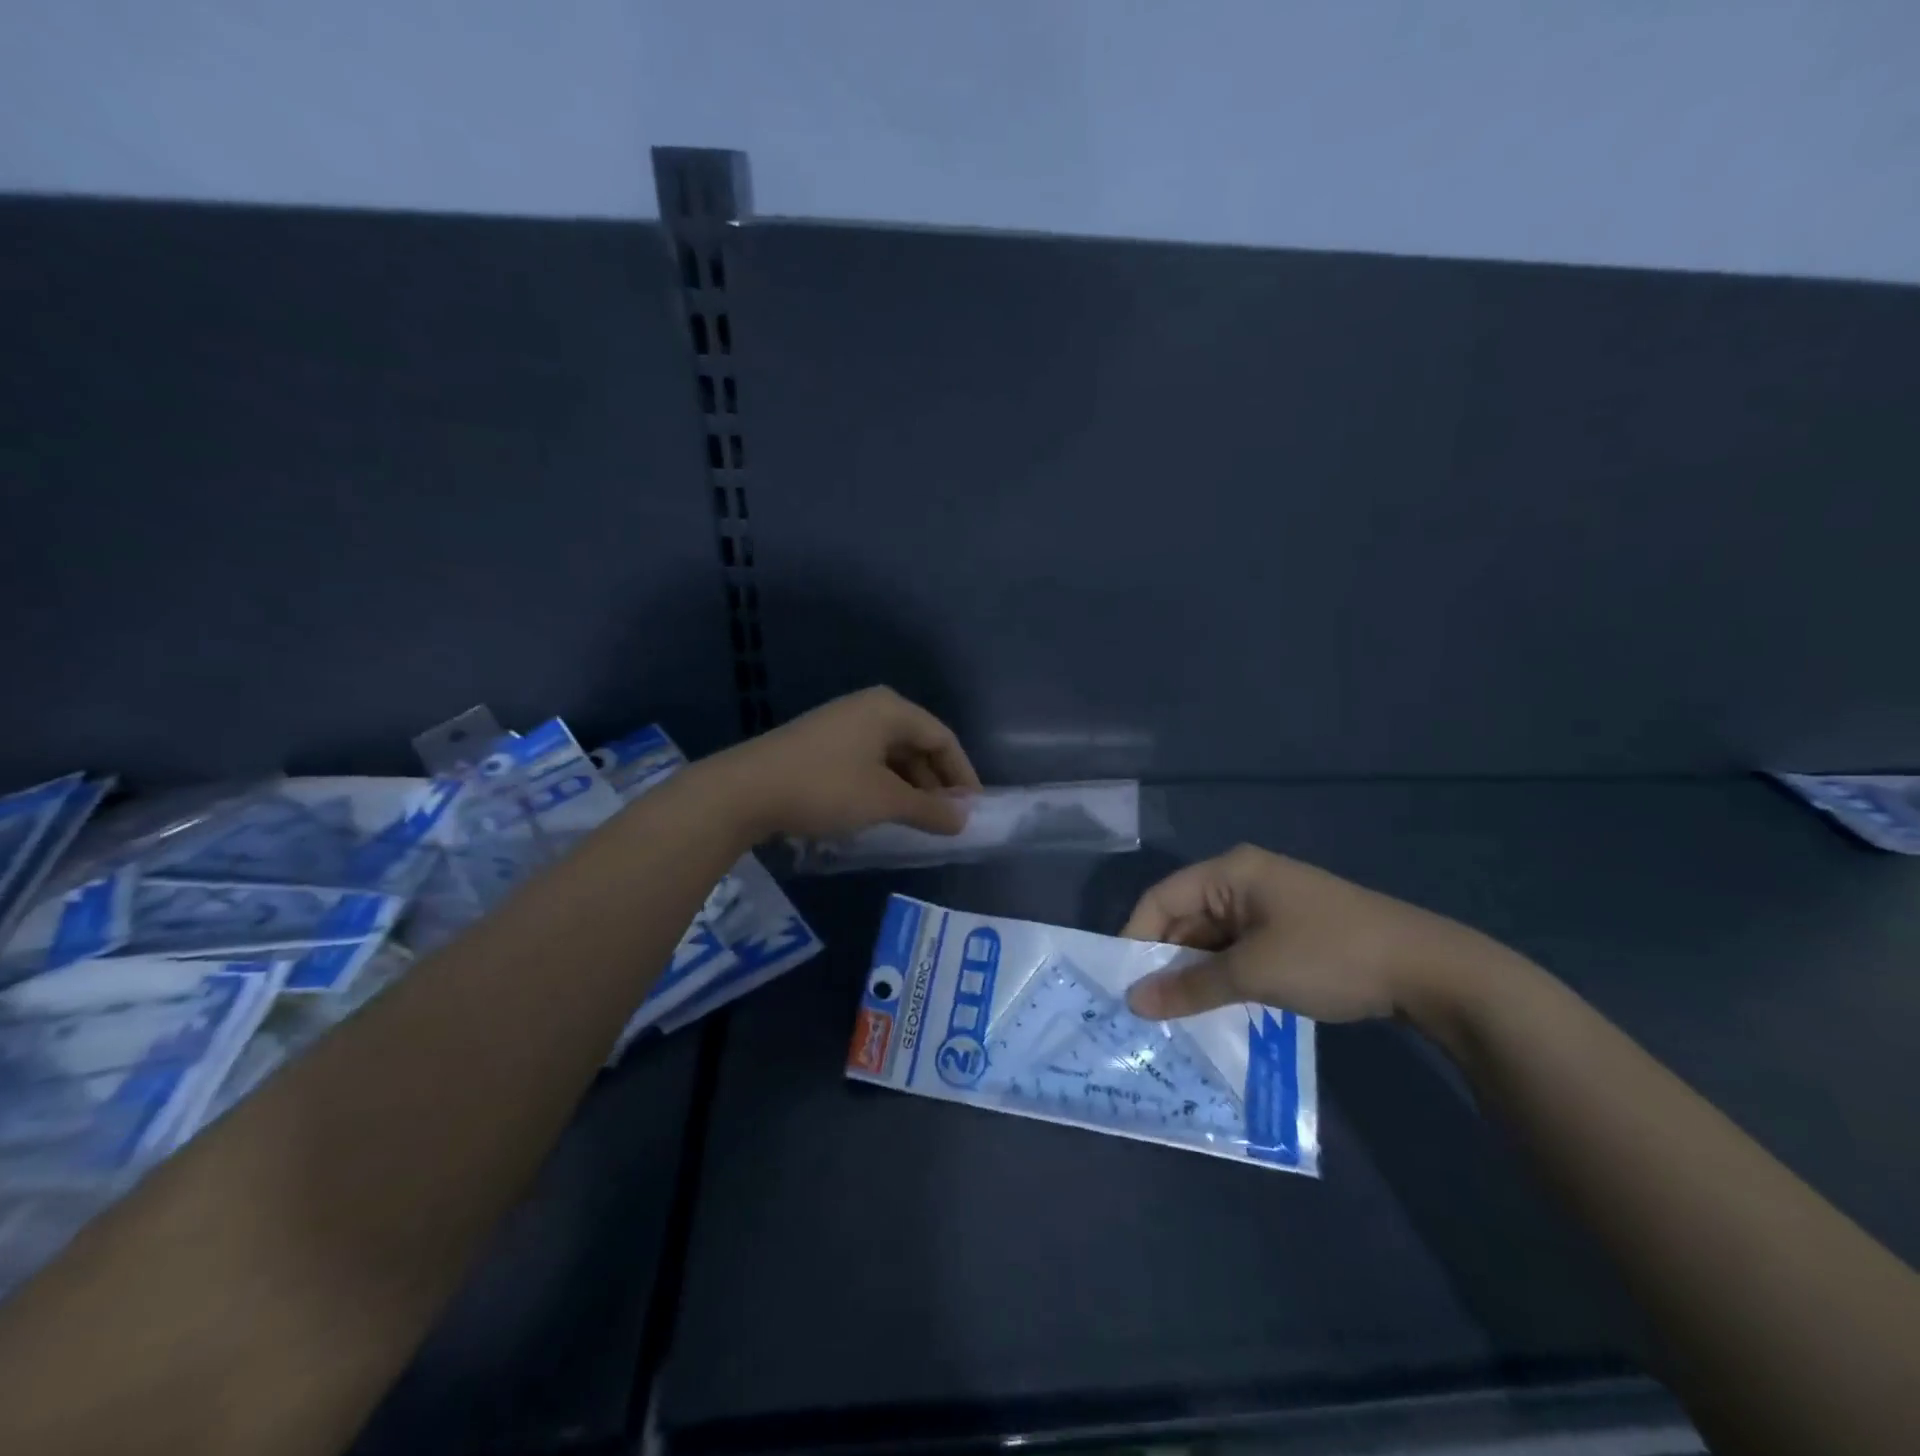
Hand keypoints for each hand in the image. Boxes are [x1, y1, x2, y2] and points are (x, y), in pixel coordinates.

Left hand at [705, 687, 980, 839]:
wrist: (745, 791)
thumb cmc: (825, 788)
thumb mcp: (885, 801)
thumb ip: (930, 809)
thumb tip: (964, 820)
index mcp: (890, 709)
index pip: (943, 738)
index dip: (963, 774)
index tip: (975, 810)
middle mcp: (869, 708)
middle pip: (918, 744)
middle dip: (937, 783)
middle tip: (949, 820)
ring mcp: (843, 724)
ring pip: (892, 756)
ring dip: (910, 788)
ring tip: (920, 822)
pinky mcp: (822, 744)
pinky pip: (868, 762)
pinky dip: (884, 786)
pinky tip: (884, 813)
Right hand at [1120, 844, 1525, 1023]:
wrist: (1428, 970)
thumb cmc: (1329, 956)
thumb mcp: (1253, 974)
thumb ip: (1190, 986)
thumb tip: (1135, 1002)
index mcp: (1231, 872)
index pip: (1162, 898)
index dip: (1136, 937)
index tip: (1121, 982)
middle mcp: (1244, 880)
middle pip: (1186, 917)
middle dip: (1166, 959)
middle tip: (1145, 1006)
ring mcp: (1269, 905)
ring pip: (1213, 937)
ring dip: (1195, 972)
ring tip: (1174, 1013)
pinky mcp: (1289, 930)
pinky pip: (1239, 948)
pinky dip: (1224, 975)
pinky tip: (1215, 1006)